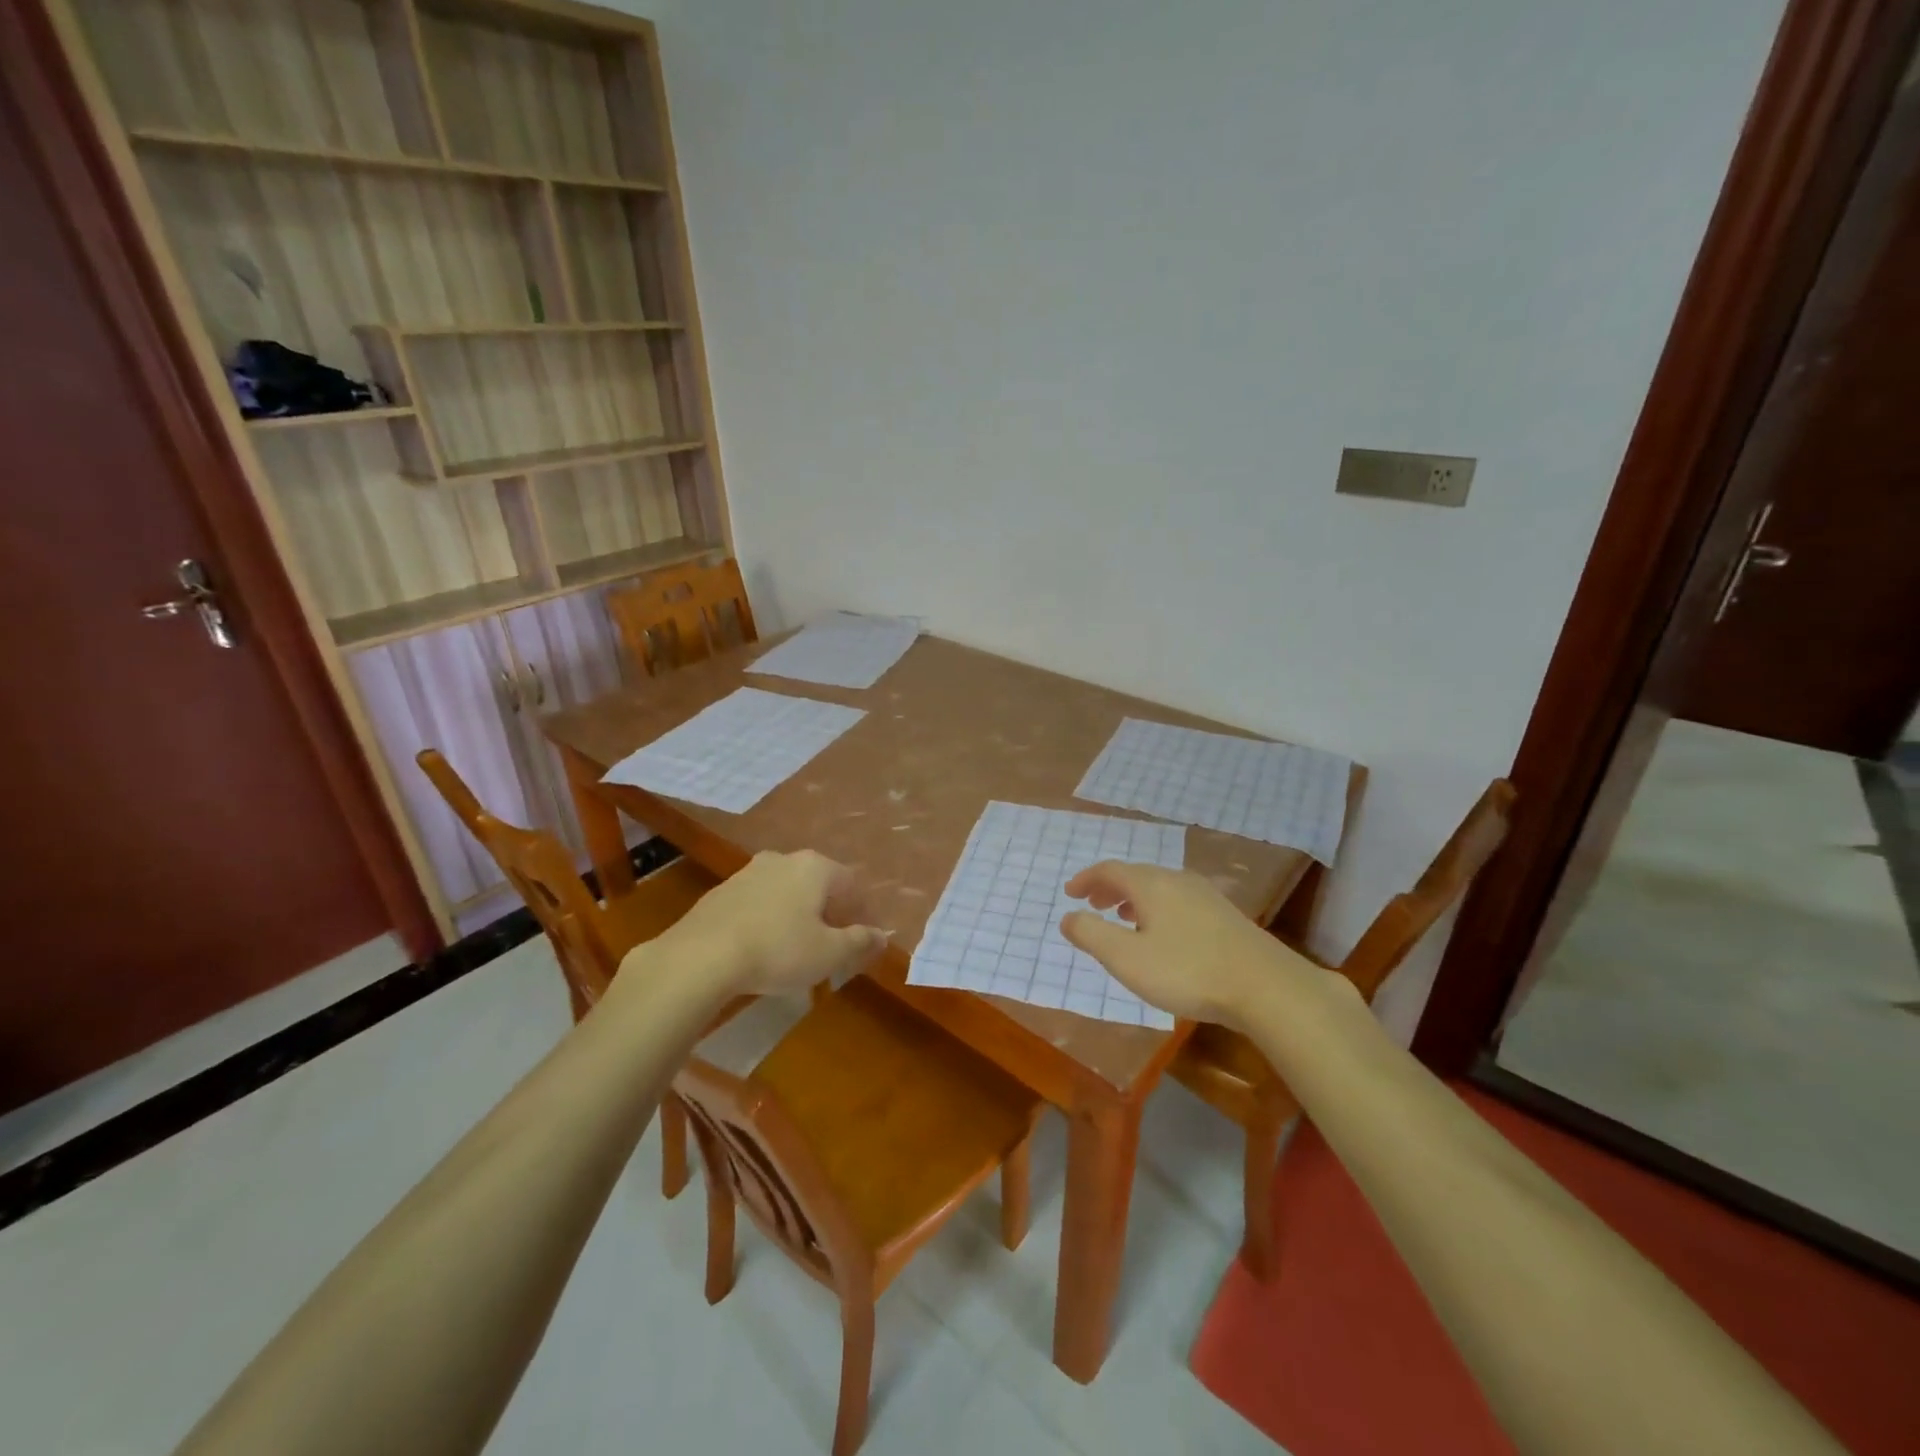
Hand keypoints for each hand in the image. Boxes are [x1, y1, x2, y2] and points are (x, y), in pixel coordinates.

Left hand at [648, 849, 888, 997]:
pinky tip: (761, 948)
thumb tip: (881, 936)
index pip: (851, 883)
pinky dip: (767, 920)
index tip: (862, 939)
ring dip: (796, 914)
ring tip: (795, 949)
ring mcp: (748, 872)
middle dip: (828, 912)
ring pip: (785, 891)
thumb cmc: (778, 950)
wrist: (700, 956)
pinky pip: (757, 903)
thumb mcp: (829, 953)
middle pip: (817, 884)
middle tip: (831, 945)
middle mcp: (783, 860)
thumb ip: (859, 942)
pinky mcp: (720, 892)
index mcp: (815, 867)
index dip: (861, 912)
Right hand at [1060, 862, 1333, 1027]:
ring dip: (1134, 899)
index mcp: (1151, 884)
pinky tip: (1165, 935)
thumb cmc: (1187, 971)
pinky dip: (1158, 909)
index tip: (1070, 893)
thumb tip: (1068, 916)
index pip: (1110, 870)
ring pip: (1160, 888)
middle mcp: (1177, 880)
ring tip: (1124, 919)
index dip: (1086, 879)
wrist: (1265, 986)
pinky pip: (1179, 900)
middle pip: (1136, 875)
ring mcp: (1206, 895)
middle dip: (1110, 888)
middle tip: (1093, 905)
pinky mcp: (1226, 915)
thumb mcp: (1127, 959)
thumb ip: (1092, 935)